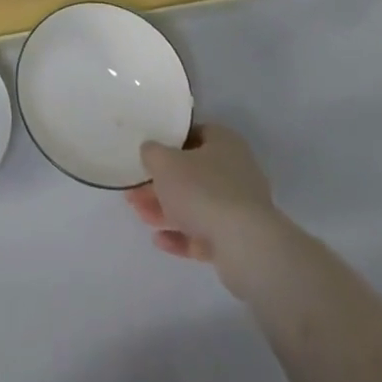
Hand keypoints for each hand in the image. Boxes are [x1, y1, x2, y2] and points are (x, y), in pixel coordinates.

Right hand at [125, 124, 280, 272]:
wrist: (245, 247)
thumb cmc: (203, 190)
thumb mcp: (164, 162)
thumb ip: (152, 153)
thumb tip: (151, 151)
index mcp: (224, 142)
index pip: (194, 134)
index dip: (169, 142)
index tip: (148, 154)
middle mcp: (236, 171)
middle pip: (192, 173)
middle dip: (162, 183)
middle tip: (135, 191)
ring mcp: (239, 207)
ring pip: (196, 205)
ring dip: (166, 210)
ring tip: (140, 215)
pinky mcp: (239, 240)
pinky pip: (205, 233)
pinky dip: (182, 235)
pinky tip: (158, 240)